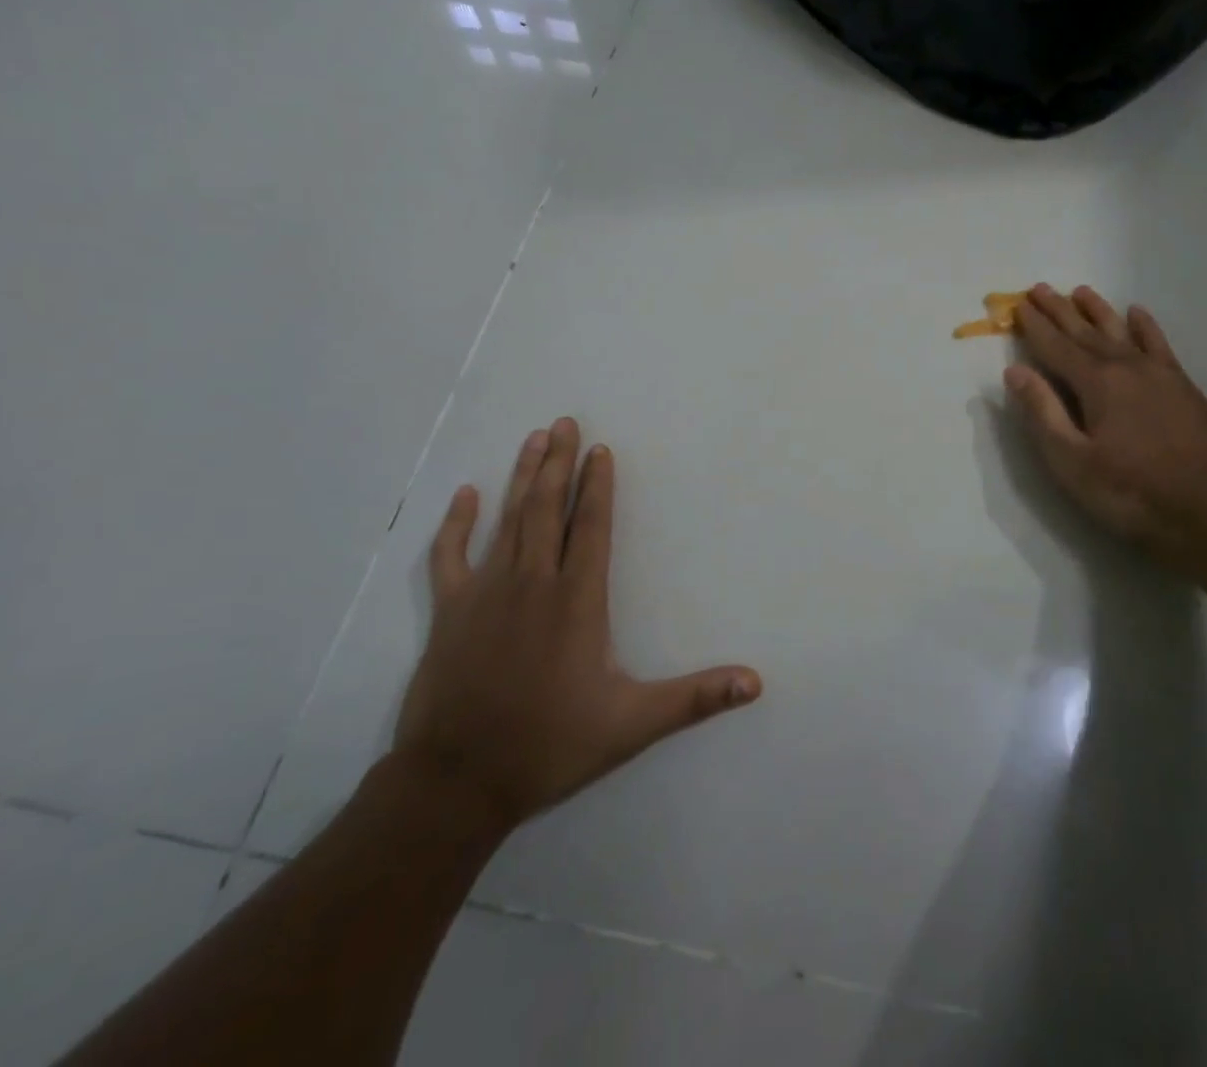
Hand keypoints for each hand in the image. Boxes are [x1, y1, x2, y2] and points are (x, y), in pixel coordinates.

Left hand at [391, 418, 761, 833]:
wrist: (456, 783)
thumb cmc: (549, 746)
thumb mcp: (632, 725)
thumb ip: (695, 698)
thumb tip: (756, 682)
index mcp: (577, 600)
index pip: (592, 528)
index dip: (598, 486)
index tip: (600, 449)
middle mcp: (532, 583)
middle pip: (548, 509)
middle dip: (559, 463)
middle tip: (564, 422)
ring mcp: (485, 593)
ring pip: (508, 520)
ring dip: (523, 477)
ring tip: (534, 439)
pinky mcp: (449, 612)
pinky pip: (450, 556)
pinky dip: (457, 523)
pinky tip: (466, 494)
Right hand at [1005, 286, 1206, 561]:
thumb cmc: (1133, 493)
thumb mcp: (1073, 462)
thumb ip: (1042, 413)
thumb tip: (1015, 371)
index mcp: (1096, 383)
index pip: (1056, 347)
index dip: (1035, 326)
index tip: (1018, 304)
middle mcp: (1127, 367)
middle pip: (1085, 332)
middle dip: (1060, 311)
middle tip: (1039, 288)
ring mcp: (1160, 374)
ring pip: (1121, 331)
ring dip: (1098, 311)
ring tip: (1081, 291)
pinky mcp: (1185, 387)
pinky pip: (1159, 345)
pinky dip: (1146, 327)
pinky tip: (1137, 314)